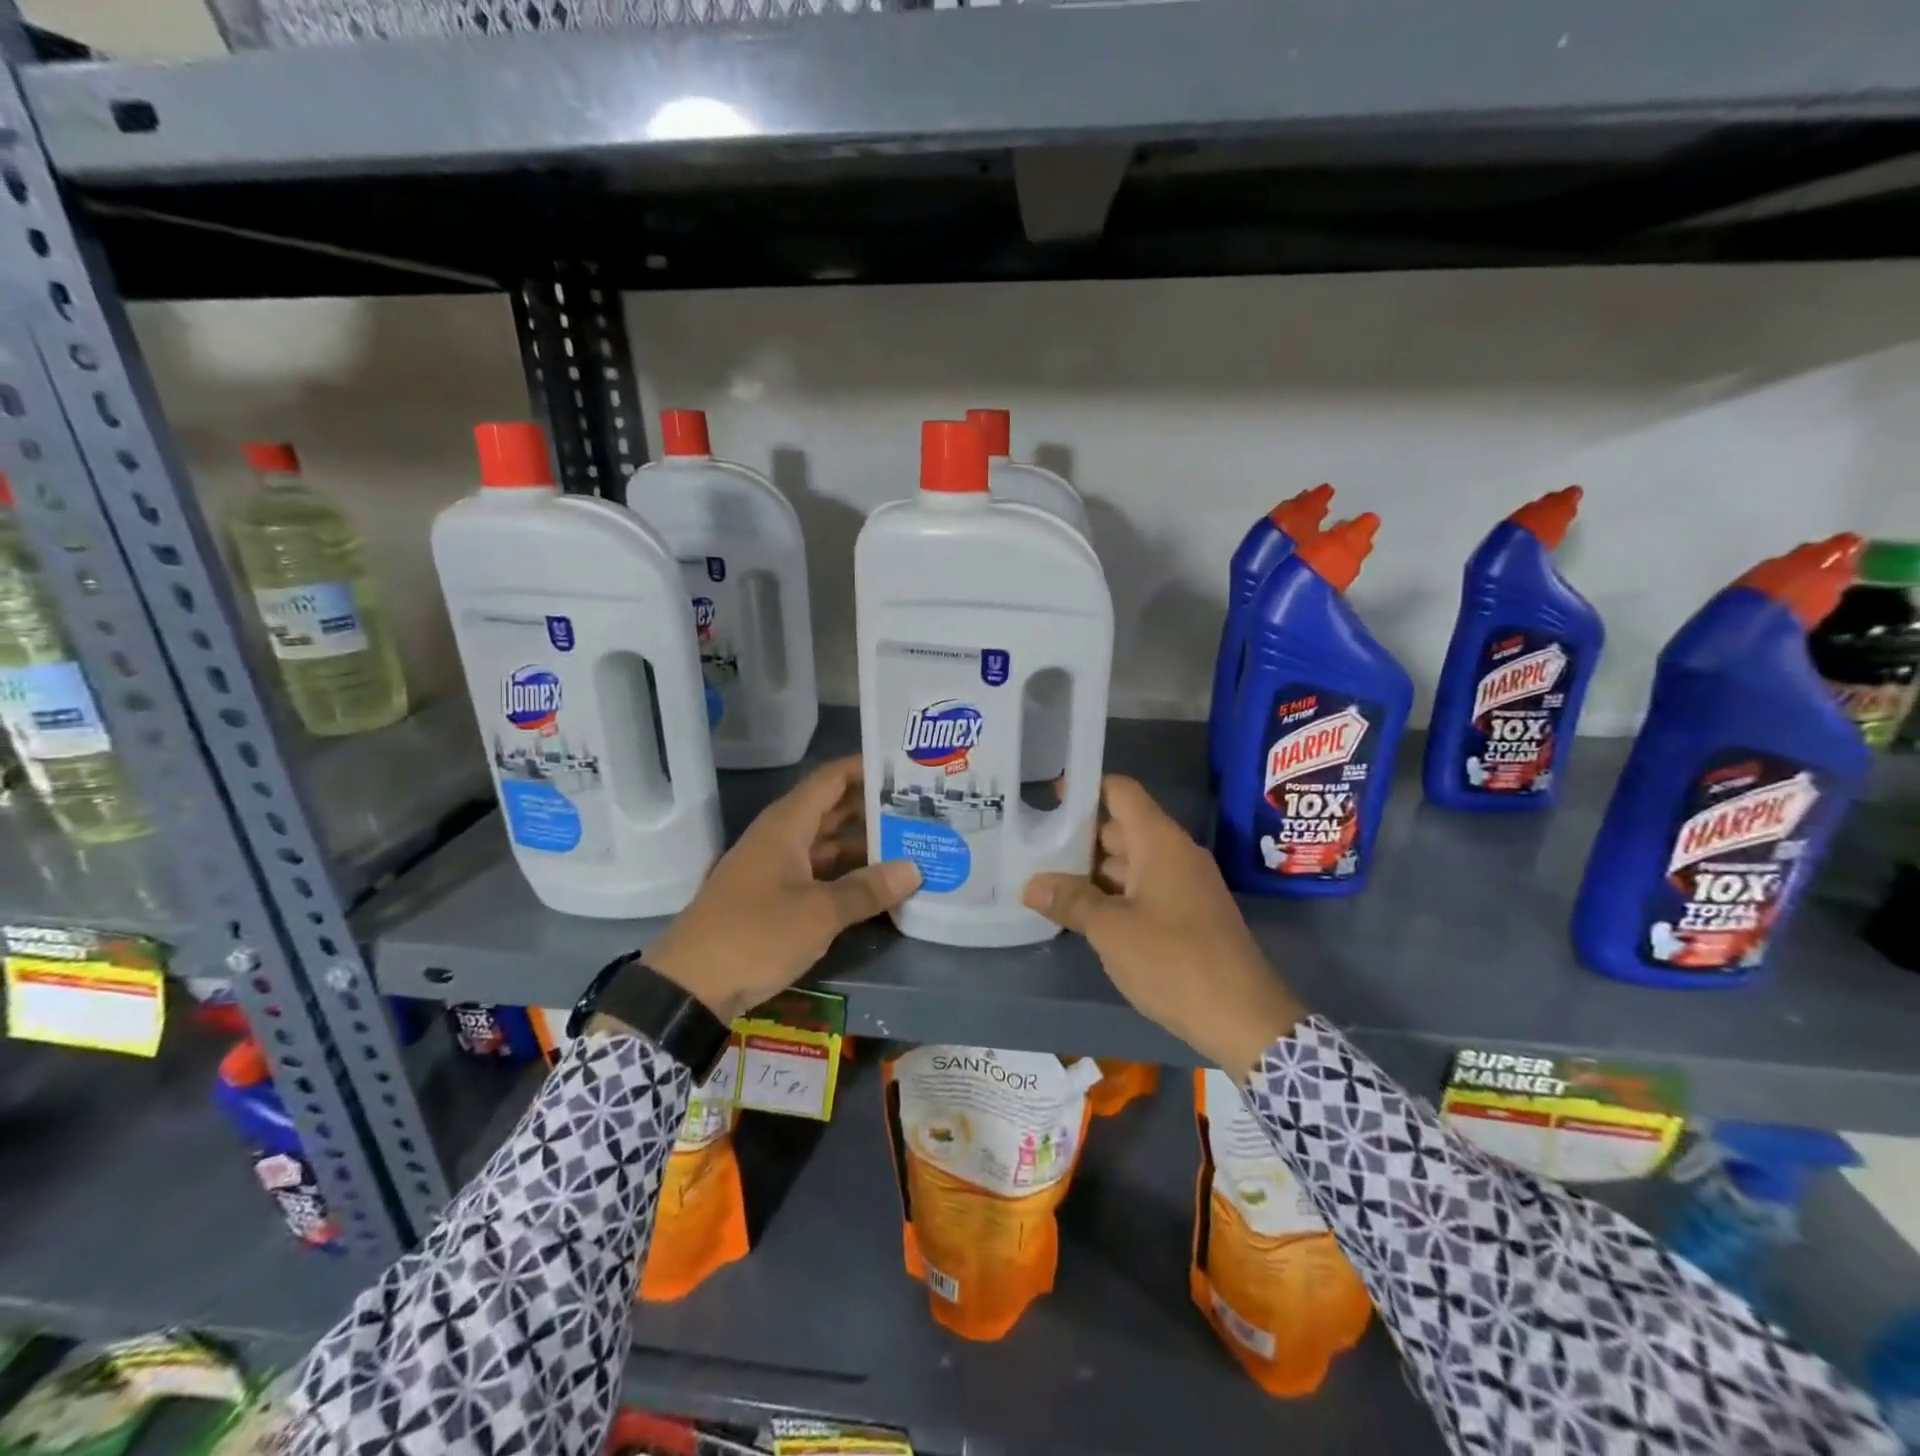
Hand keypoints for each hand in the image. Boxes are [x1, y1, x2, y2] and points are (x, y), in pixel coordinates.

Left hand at [642, 755, 919, 1023]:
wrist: (689, 987)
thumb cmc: (755, 935)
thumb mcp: (818, 913)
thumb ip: (867, 889)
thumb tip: (914, 869)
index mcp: (787, 824)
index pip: (832, 779)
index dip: (866, 768)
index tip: (905, 767)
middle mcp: (781, 838)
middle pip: (833, 811)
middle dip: (874, 810)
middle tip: (922, 810)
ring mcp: (776, 869)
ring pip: (828, 846)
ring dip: (865, 847)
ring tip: (912, 847)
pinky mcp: (774, 899)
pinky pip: (819, 874)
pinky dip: (847, 877)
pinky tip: (879, 888)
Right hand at [1023, 775, 1304, 1080]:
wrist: (1243, 1018)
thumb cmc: (1174, 961)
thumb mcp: (1111, 930)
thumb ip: (1070, 902)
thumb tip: (1031, 885)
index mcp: (1159, 842)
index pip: (1120, 792)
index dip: (1085, 788)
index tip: (1048, 796)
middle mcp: (1174, 854)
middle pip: (1120, 828)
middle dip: (1078, 835)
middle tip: (1031, 843)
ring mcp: (1183, 885)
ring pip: (1129, 862)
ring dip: (1091, 870)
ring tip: (1045, 878)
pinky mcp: (1186, 914)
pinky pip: (1142, 889)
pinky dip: (1112, 893)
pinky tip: (1080, 911)